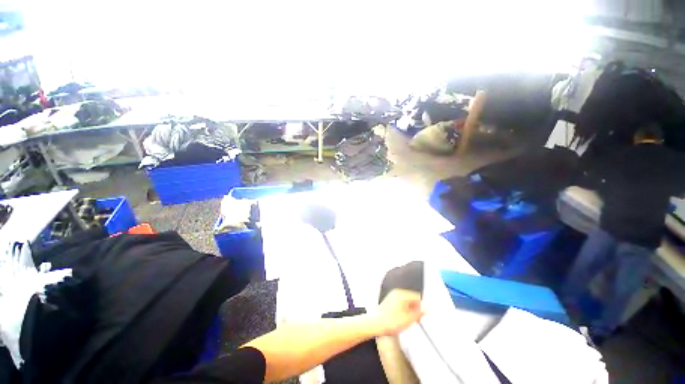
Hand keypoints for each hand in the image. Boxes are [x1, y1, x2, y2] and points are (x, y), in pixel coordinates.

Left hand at [368, 289, 423, 336]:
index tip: (425, 315)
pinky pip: (401, 305)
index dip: (423, 306)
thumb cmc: (389, 321)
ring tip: (409, 321)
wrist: (375, 323)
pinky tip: (402, 320)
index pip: (418, 297)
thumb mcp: (409, 319)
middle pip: (412, 299)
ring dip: (410, 311)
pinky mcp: (390, 302)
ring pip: (407, 303)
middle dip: (416, 309)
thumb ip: (419, 313)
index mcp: (403, 294)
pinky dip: (404, 312)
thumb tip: (426, 308)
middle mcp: (397, 293)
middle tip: (416, 319)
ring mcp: (393, 297)